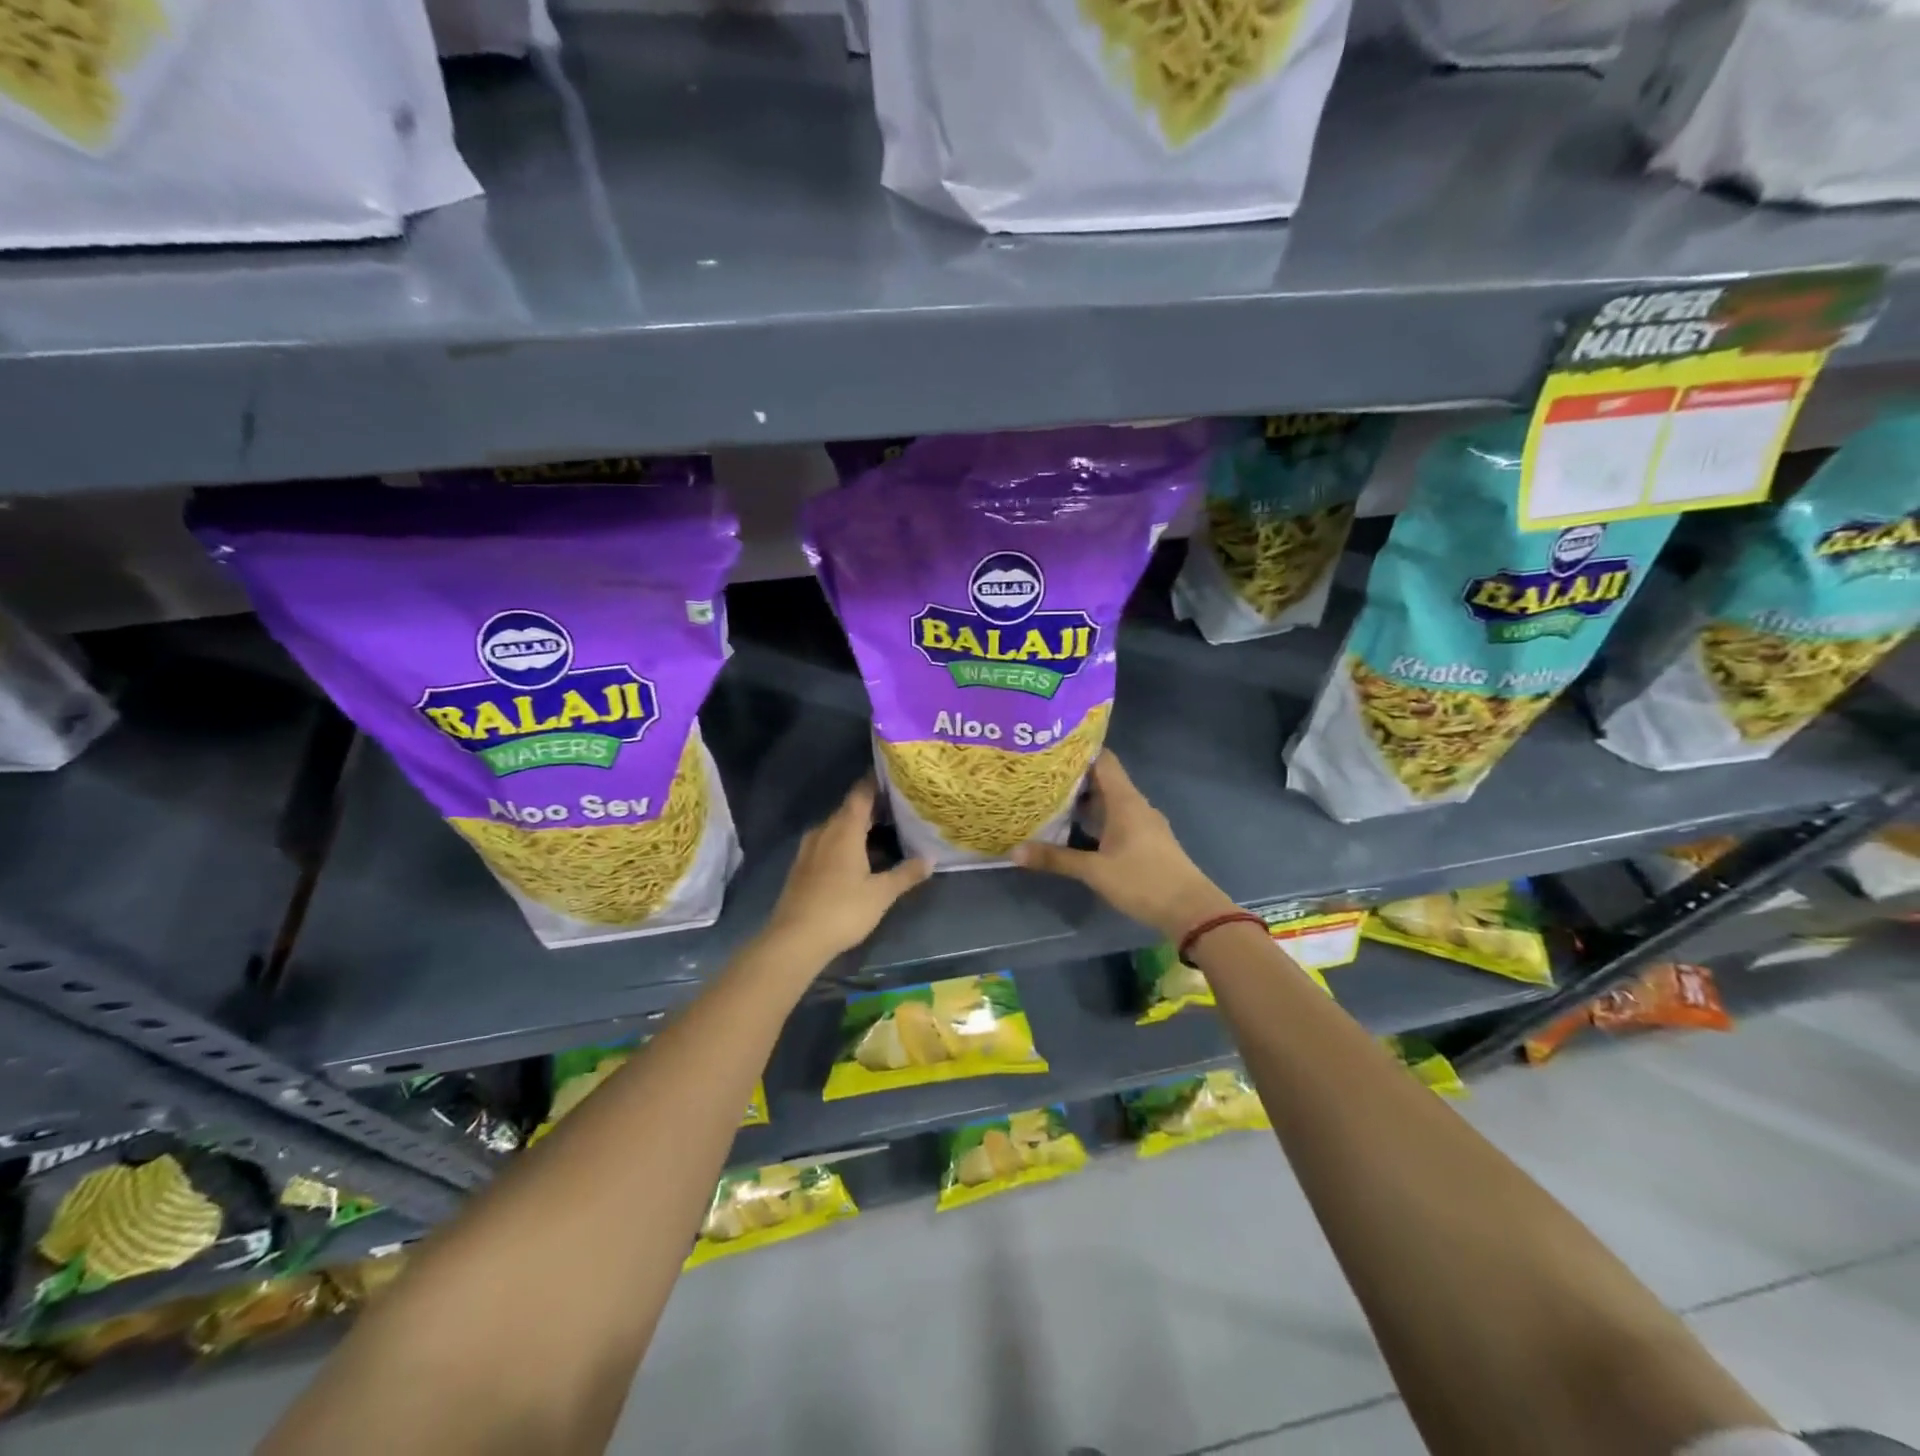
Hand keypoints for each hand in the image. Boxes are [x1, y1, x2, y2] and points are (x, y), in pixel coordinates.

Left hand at [763, 778, 930, 962]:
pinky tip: (860, 858)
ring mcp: (810, 849)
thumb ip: (906, 873)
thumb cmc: (842, 910)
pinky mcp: (802, 866)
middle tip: (900, 808)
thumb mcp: (881, 893)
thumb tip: (931, 858)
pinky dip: (846, 843)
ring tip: (885, 833)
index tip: (895, 776)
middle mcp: (824, 831)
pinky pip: (828, 843)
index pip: (861, 793)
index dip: (876, 782)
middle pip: (850, 810)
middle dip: (873, 807)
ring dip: (859, 828)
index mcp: (844, 829)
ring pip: (838, 828)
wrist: (794, 939)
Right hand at [1012, 751, 1234, 941]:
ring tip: (1050, 799)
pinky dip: (1097, 817)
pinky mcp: (1146, 840)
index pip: (1103, 759)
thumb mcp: (1094, 871)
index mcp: (1125, 800)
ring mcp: (1143, 822)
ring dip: (1084, 799)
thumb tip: (1014, 850)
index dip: (1078, 750)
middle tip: (1039, 775)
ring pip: (1110, 800)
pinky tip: (1076, 828)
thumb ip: (1055, 859)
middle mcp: (1135, 804)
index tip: (1049, 749)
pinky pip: (1117, 817)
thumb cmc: (1143, 881)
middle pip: (1103, 779)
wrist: (1191, 910)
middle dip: (1073, 777)